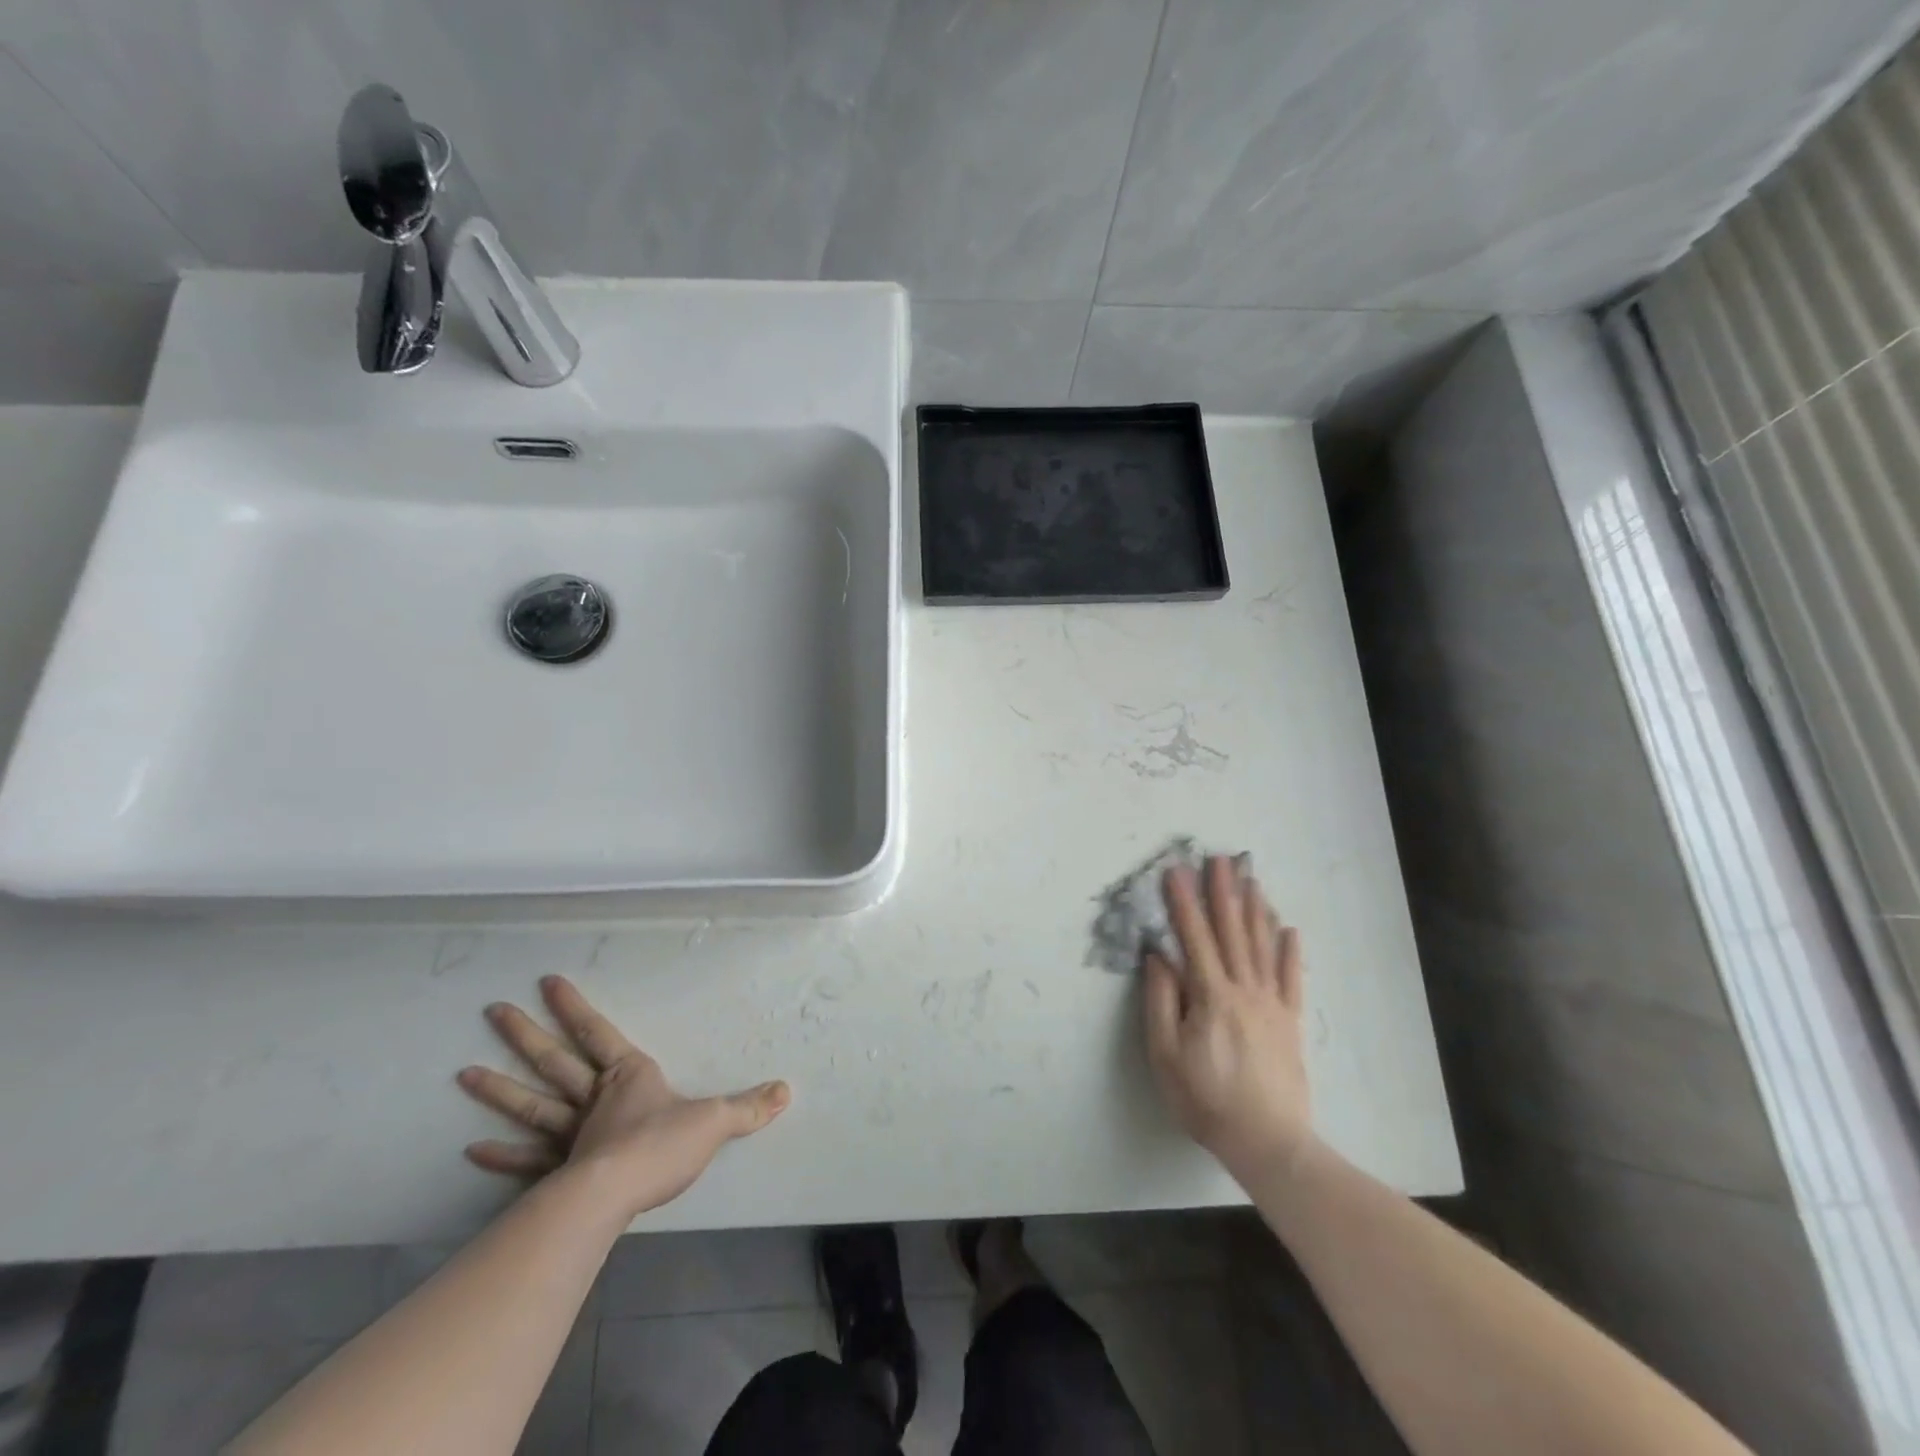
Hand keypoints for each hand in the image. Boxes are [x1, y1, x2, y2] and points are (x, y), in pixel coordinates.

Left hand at [457, 975, 789, 1218]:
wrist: (616, 1196)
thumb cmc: (661, 1147)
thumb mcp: (714, 1121)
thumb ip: (748, 1107)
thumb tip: (786, 1091)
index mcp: (628, 1077)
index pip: (598, 1033)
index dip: (575, 1008)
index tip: (548, 982)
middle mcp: (594, 1099)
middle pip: (555, 1061)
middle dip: (526, 1035)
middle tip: (494, 1011)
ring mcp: (570, 1135)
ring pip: (532, 1104)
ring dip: (500, 1089)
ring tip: (464, 1072)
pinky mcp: (558, 1172)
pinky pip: (525, 1158)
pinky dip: (500, 1154)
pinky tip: (471, 1148)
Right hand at [1144, 856, 1312, 1178]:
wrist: (1268, 1142)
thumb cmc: (1205, 1099)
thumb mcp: (1165, 1055)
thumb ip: (1161, 1001)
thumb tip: (1159, 957)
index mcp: (1211, 996)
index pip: (1194, 938)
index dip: (1183, 903)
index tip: (1176, 870)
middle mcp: (1244, 989)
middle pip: (1232, 932)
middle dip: (1222, 892)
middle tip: (1219, 858)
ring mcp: (1272, 1003)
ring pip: (1262, 946)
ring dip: (1255, 910)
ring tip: (1250, 879)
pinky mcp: (1290, 1021)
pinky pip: (1291, 978)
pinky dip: (1290, 951)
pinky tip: (1289, 929)